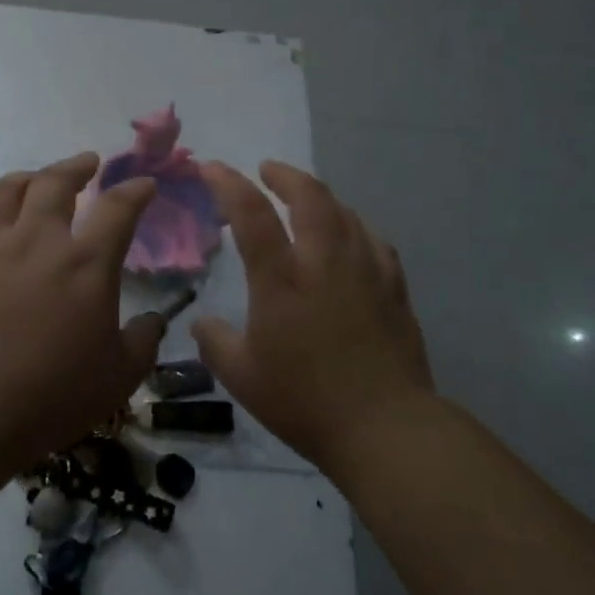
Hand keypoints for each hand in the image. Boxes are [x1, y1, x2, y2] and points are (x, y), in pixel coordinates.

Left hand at [0, 153, 161, 468]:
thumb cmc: (51, 396)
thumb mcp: (119, 376)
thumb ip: (143, 341)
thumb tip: (155, 320)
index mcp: (86, 263)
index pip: (118, 209)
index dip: (136, 190)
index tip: (145, 184)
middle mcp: (37, 242)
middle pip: (55, 182)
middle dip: (75, 166)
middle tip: (87, 163)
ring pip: (2, 193)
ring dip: (22, 178)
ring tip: (32, 178)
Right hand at [196, 161, 433, 471]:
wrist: (385, 427)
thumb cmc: (306, 402)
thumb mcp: (243, 378)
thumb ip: (215, 343)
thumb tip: (201, 322)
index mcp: (282, 280)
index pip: (251, 214)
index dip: (229, 183)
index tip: (212, 167)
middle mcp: (324, 261)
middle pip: (309, 196)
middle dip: (285, 174)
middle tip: (268, 170)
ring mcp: (365, 270)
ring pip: (344, 211)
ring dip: (319, 196)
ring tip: (305, 200)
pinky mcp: (393, 286)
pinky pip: (372, 239)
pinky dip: (353, 225)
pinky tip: (350, 235)